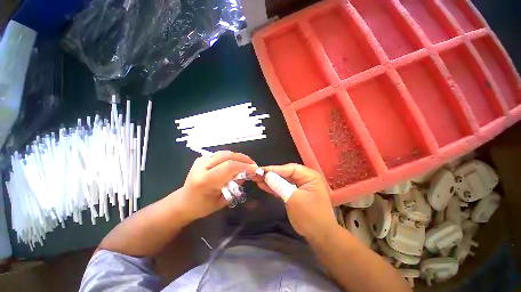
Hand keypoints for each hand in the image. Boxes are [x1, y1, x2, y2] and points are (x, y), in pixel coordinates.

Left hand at [175, 151, 257, 220]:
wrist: (184, 201)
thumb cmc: (202, 206)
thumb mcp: (222, 201)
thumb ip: (235, 186)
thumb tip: (246, 173)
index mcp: (205, 180)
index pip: (229, 166)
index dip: (244, 166)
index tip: (255, 169)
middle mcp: (202, 166)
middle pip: (228, 156)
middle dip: (243, 159)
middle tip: (253, 165)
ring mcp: (201, 160)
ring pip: (225, 153)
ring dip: (238, 157)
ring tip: (247, 163)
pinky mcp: (202, 158)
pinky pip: (221, 154)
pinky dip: (232, 157)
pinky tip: (237, 162)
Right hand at [256, 163, 336, 238]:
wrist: (320, 237)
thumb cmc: (310, 217)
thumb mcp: (294, 199)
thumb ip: (280, 185)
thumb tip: (267, 175)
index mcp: (310, 176)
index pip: (290, 169)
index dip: (275, 169)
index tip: (261, 170)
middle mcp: (305, 178)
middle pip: (285, 173)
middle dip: (271, 174)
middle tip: (256, 173)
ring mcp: (300, 186)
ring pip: (283, 180)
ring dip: (270, 180)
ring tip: (257, 178)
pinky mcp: (295, 194)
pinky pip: (283, 188)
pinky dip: (274, 187)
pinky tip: (263, 185)